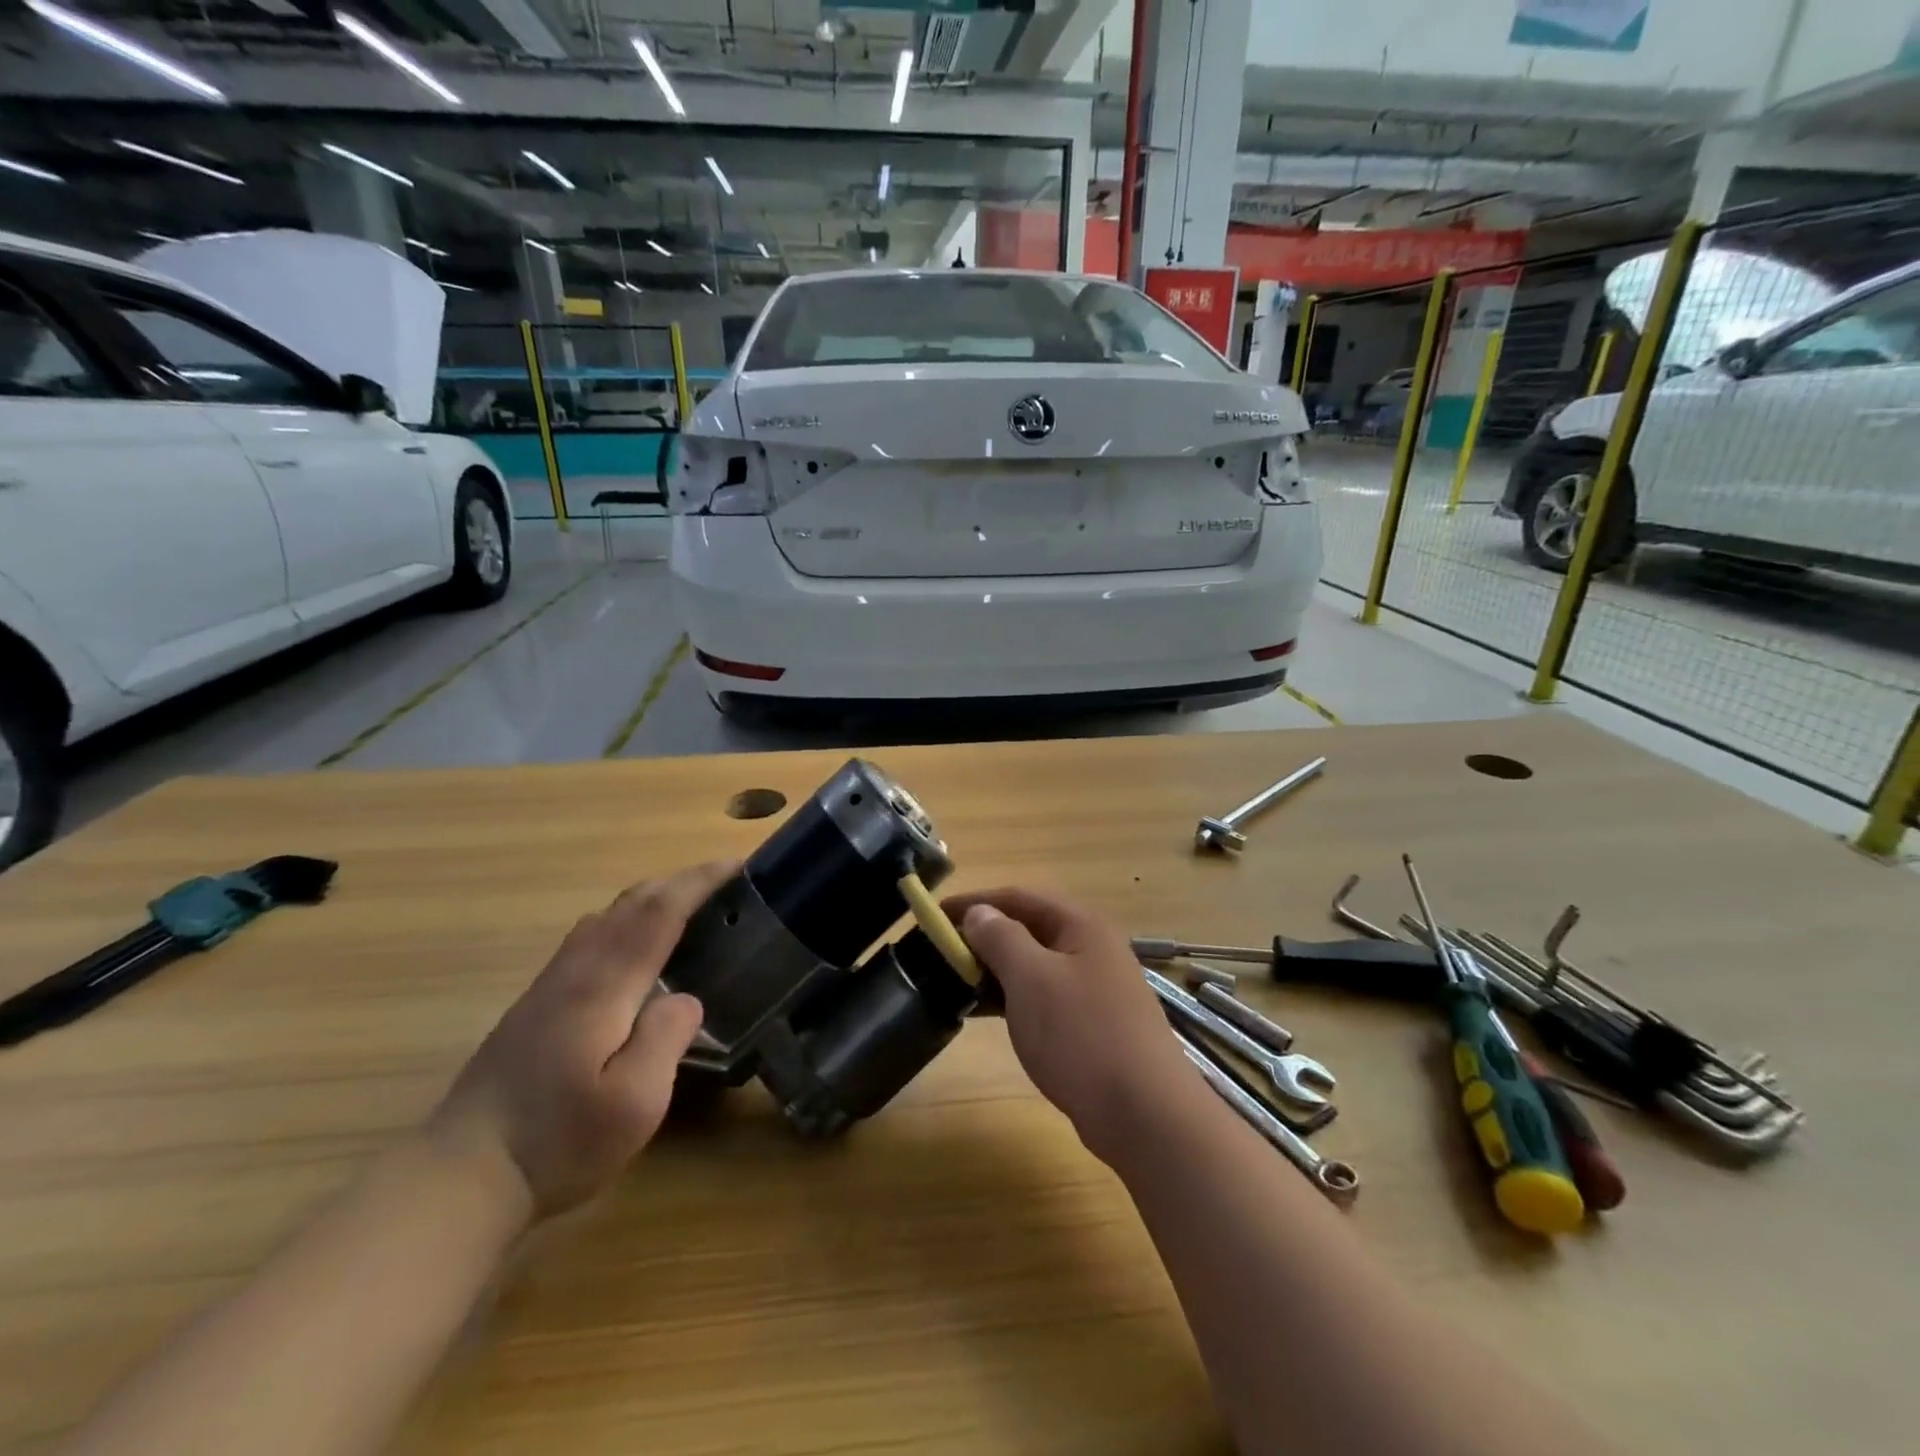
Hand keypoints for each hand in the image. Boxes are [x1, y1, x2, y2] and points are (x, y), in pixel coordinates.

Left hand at [428, 862, 733, 1217]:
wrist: (461, 1176)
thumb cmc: (557, 1142)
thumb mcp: (634, 1103)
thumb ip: (665, 1039)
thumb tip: (686, 998)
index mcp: (603, 987)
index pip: (657, 913)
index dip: (698, 882)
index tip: (735, 864)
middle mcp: (575, 972)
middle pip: (629, 904)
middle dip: (678, 882)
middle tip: (722, 884)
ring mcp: (548, 985)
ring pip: (604, 917)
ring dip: (650, 899)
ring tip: (687, 909)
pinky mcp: (535, 1004)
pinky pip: (589, 938)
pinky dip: (625, 921)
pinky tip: (635, 950)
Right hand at [950, 888, 1192, 1164]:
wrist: (1144, 1114)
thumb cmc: (1082, 1034)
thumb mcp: (1032, 978)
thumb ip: (1001, 938)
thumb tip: (979, 913)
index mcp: (1081, 926)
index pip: (1019, 898)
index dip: (975, 902)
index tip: (934, 915)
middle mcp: (1091, 949)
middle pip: (1028, 929)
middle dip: (983, 936)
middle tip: (939, 952)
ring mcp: (1094, 989)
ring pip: (1034, 966)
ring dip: (995, 970)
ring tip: (953, 983)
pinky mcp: (1091, 1025)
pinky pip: (1042, 998)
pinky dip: (1012, 998)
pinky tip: (985, 1013)